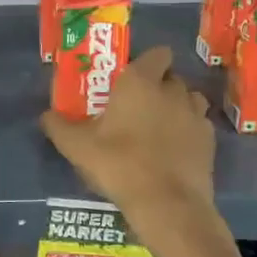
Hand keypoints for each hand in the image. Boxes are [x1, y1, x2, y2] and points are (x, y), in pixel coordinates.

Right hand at [40, 46, 215, 224]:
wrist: (165, 202)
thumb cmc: (118, 163)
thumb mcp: (76, 146)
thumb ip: (58, 126)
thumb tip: (46, 115)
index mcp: (140, 82)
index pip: (157, 53)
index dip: (147, 62)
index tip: (130, 78)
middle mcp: (172, 91)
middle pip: (171, 77)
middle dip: (158, 86)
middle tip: (137, 106)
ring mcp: (195, 116)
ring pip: (189, 100)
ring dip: (177, 106)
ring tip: (158, 127)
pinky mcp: (210, 141)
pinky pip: (199, 126)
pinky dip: (188, 132)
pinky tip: (173, 151)